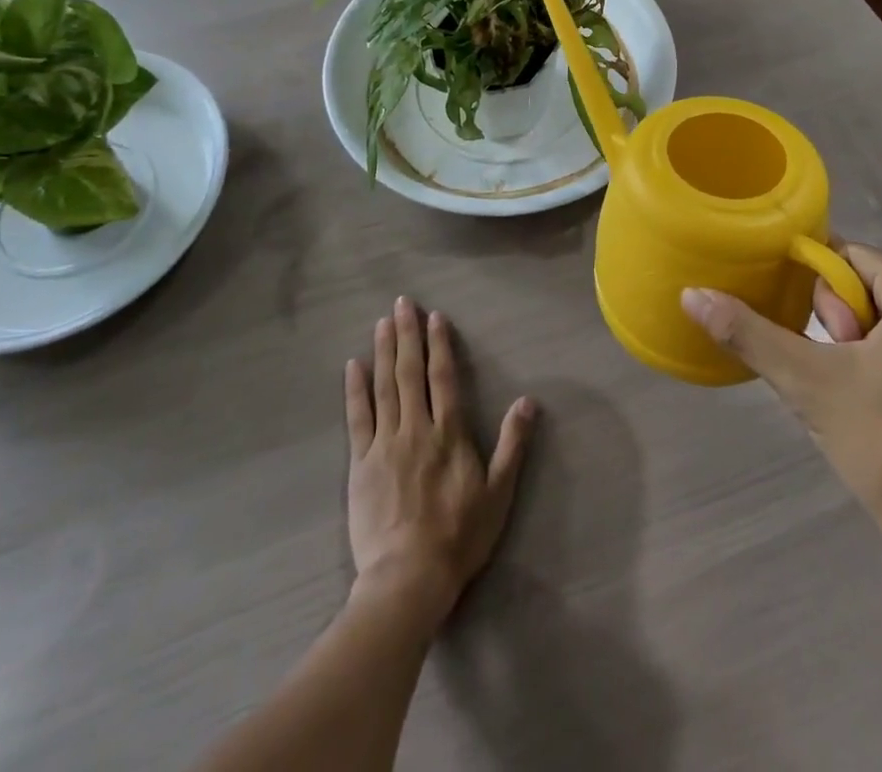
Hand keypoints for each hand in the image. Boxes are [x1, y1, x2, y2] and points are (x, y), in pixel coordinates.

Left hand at [344, 297, 536, 624]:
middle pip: (410, 372)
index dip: (439, 344)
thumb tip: (528, 401)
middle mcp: (416, 428)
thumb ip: (512, 444)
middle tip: (402, 303)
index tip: (434, 316)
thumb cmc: (458, 536)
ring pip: (384, 386)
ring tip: (382, 322)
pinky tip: (353, 365)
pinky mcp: (361, 462)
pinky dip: (356, 389)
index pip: (444, 377)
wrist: (408, 577)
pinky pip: (357, 417)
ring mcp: (385, 443)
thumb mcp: (498, 493)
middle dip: (407, 334)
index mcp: (448, 433)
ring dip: (384, 351)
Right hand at [681, 243, 881, 570]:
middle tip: (842, 374)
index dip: (820, 295)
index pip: (852, 258)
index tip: (817, 341)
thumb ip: (748, 332)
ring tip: (859, 391)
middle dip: (845, 322)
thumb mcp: (807, 382)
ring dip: (865, 341)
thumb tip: (690, 294)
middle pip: (875, 284)